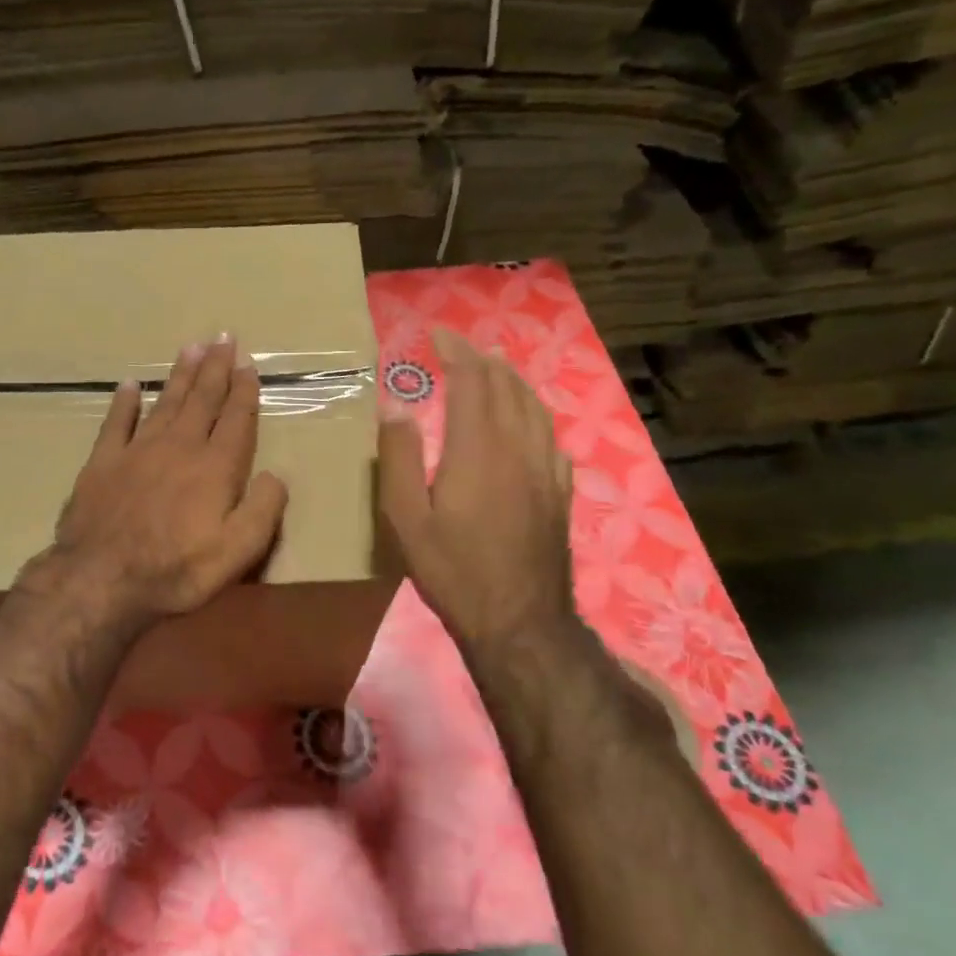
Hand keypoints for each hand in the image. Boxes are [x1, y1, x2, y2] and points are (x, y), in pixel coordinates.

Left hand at [38, 335, 288, 632]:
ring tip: (190, 348)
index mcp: (214, 468)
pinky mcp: (103, 461)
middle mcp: (179, 447)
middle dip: (214, 368)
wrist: (102, 578)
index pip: (235, 420)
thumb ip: (263, 510)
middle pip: (201, 400)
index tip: (248, 365)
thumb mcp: (237, 552)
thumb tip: (276, 475)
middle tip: (222, 337)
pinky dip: (124, 401)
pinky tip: (131, 384)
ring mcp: (137, 450)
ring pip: (165, 402)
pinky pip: (116, 422)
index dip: (244, 391)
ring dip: (179, 375)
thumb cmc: (175, 570)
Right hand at [378, 329, 578, 659]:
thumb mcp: (406, 518)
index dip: (456, 352)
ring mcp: (545, 469)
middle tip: (459, 347)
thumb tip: (396, 406)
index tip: (438, 334)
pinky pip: (549, 434)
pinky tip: (525, 418)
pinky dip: (532, 411)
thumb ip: (400, 457)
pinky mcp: (559, 490)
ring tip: (492, 369)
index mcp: (478, 449)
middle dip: (481, 359)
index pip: (472, 382)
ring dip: (511, 380)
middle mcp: (517, 447)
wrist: (519, 620)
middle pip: (506, 387)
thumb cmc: (452, 569)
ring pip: (533, 406)